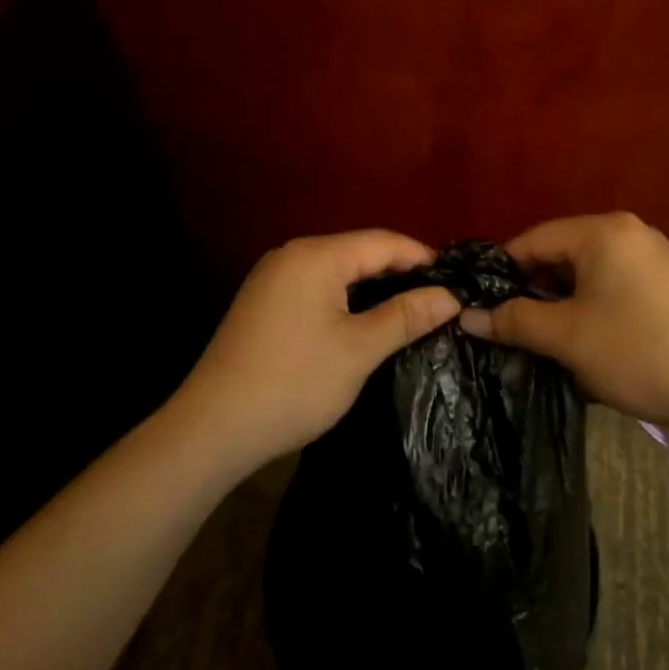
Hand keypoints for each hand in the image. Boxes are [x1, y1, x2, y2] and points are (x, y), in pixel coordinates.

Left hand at [180, 230, 459, 469]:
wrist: (212, 428)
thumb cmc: (294, 383)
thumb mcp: (359, 350)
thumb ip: (406, 316)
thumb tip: (450, 297)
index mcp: (316, 255)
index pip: (382, 241)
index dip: (421, 257)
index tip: (455, 279)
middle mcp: (292, 254)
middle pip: (359, 251)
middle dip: (399, 271)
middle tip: (437, 297)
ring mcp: (273, 277)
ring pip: (338, 269)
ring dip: (373, 285)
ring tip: (409, 309)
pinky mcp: (264, 301)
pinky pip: (317, 285)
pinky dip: (346, 297)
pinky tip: (364, 319)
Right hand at [460, 212, 668, 445]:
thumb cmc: (637, 354)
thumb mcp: (566, 337)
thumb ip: (514, 320)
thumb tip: (467, 317)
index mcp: (604, 231)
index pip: (535, 239)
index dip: (502, 271)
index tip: (479, 303)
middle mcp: (630, 231)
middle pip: (562, 253)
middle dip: (533, 289)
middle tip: (509, 326)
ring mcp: (653, 256)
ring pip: (587, 272)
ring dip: (561, 302)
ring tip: (541, 337)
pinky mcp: (667, 282)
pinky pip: (612, 284)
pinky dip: (590, 305)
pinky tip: (582, 339)